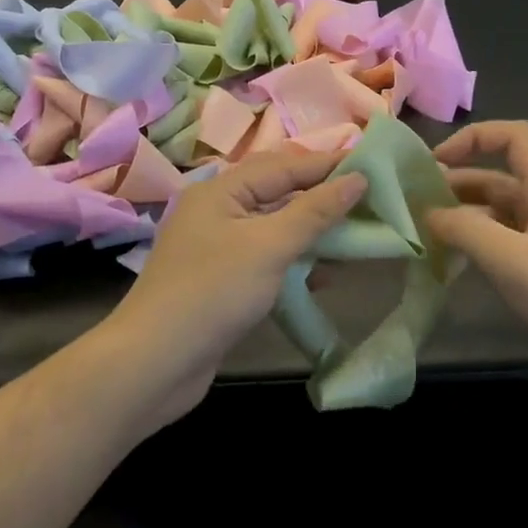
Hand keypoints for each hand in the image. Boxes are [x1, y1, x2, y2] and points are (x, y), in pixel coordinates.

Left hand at [107, 149, 367, 428]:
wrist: (155, 363)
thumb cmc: (213, 293)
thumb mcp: (269, 246)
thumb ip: (314, 212)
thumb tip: (357, 179)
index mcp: (220, 190)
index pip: (283, 166)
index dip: (327, 165)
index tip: (371, 164)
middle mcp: (216, 211)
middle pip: (278, 193)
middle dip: (321, 195)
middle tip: (368, 197)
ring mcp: (217, 247)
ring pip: (274, 227)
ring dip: (312, 230)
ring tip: (355, 233)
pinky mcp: (222, 281)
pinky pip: (266, 258)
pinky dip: (295, 261)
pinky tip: (324, 274)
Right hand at [430, 121, 527, 417]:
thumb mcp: (513, 261)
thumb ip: (466, 230)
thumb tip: (428, 213)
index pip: (513, 137)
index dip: (473, 137)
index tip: (434, 164)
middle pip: (500, 179)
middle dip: (456, 186)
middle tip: (414, 209)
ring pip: (502, 217)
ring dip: (466, 220)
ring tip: (427, 239)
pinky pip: (511, 249)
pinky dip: (482, 250)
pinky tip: (459, 270)